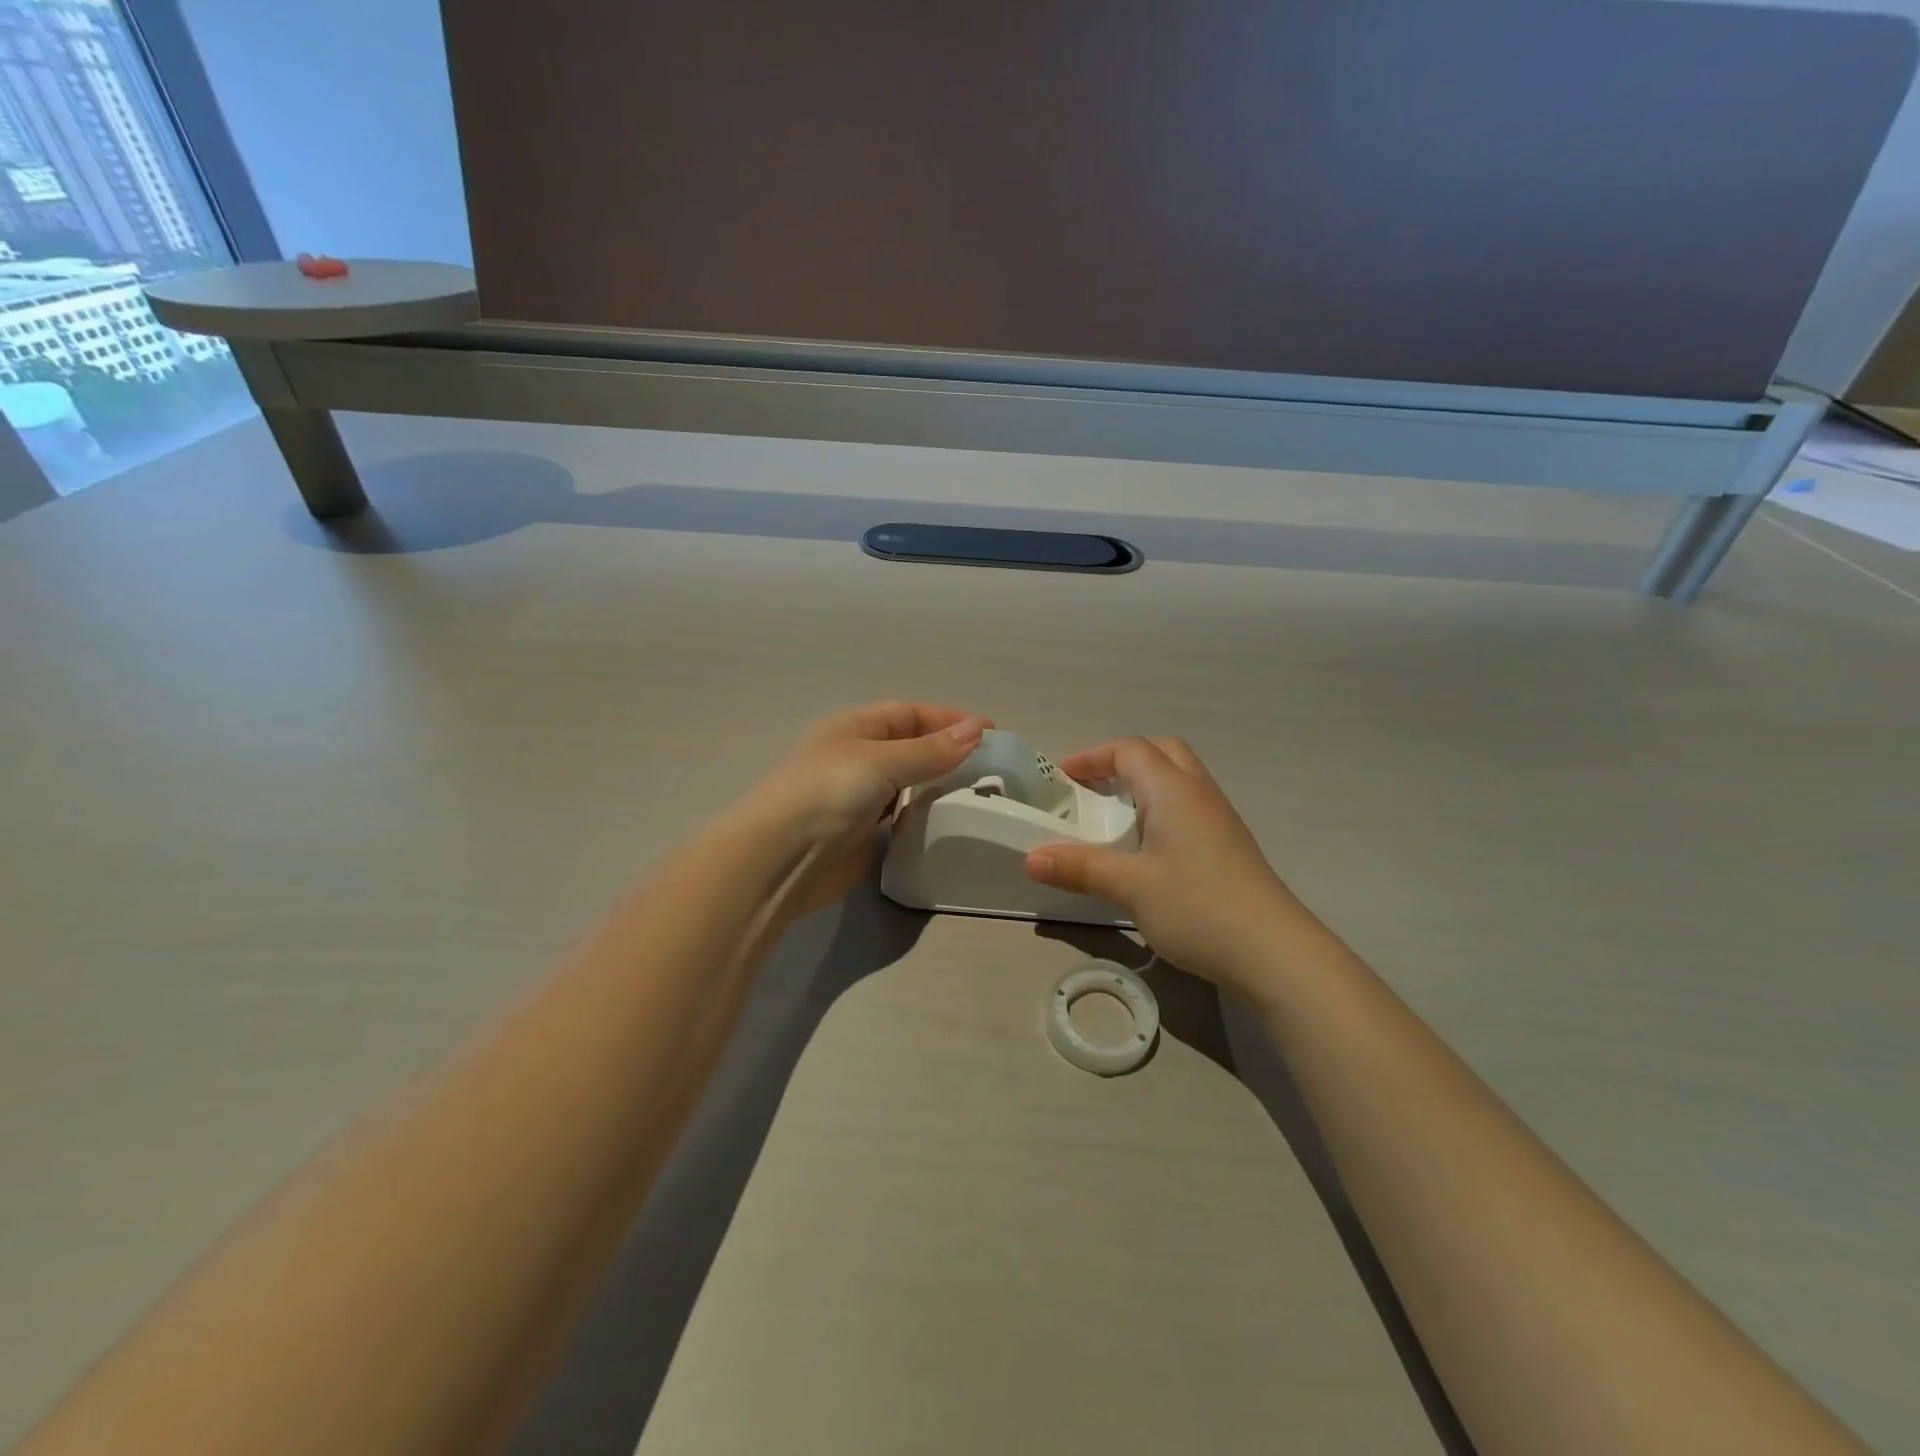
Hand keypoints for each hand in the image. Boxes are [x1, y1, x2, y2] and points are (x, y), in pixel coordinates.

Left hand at [744, 701, 989, 920]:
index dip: (948, 719)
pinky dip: (924, 816)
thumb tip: (976, 730)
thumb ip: (930, 751)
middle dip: (948, 753)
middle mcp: (858, 758)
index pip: (910, 714)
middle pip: (911, 747)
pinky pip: (902, 817)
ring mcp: (860, 798)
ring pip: (908, 784)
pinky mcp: (864, 834)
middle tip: (992, 768)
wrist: (780, 859)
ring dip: (939, 785)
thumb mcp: (881, 761)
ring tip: (980, 794)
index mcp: (855, 728)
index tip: (991, 732)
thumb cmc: (827, 793)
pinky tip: (949, 822)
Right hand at [1023, 737, 1314, 993]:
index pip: (1129, 750)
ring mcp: (1219, 817)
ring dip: (1144, 784)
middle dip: (1121, 761)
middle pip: (1160, 752)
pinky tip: (1148, 847)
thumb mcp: (1129, 886)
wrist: (1273, 950)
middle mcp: (1199, 792)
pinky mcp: (1229, 843)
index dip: (1092, 757)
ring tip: (1114, 817)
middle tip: (1093, 789)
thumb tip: (1030, 858)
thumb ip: (1079, 868)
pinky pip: (1189, 805)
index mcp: (1173, 790)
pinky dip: (1161, 808)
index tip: (1062, 780)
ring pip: (1179, 778)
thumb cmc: (1196, 906)